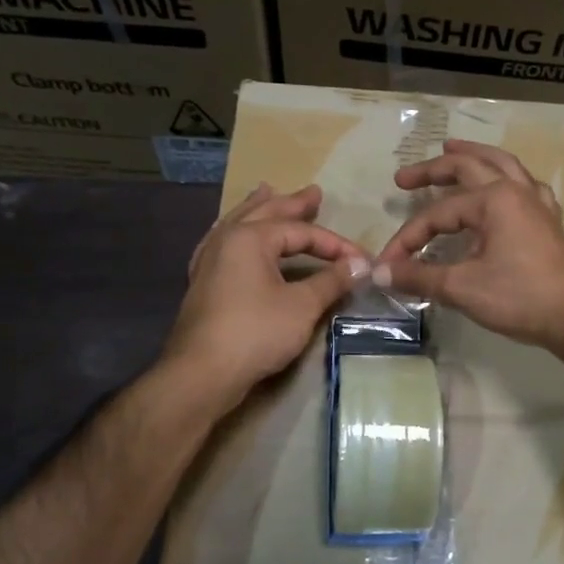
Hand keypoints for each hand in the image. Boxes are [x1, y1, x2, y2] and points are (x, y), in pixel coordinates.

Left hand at [164, 183, 367, 410]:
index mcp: (250, 237)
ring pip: (238, 224)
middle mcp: (225, 240)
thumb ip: (331, 281)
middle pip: (264, 213)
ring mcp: (209, 261)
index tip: (361, 259)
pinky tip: (231, 234)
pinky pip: (223, 244)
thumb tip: (360, 266)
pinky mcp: (203, 283)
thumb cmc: (256, 332)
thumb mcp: (302, 306)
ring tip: (266, 191)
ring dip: (258, 209)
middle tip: (313, 193)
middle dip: (292, 204)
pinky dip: (236, 233)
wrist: (203, 372)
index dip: (335, 244)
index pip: (301, 232)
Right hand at [373, 139, 563, 353]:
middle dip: (433, 170)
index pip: (437, 213)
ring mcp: (537, 204)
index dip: (407, 238)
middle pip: (469, 167)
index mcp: (493, 200)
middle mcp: (516, 191)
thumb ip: (419, 276)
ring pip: (503, 166)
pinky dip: (509, 179)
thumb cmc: (520, 297)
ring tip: (452, 148)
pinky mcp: (548, 222)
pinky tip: (506, 184)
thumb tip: (379, 273)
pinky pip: (527, 187)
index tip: (388, 264)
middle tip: (404, 178)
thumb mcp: (462, 287)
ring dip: (474, 155)